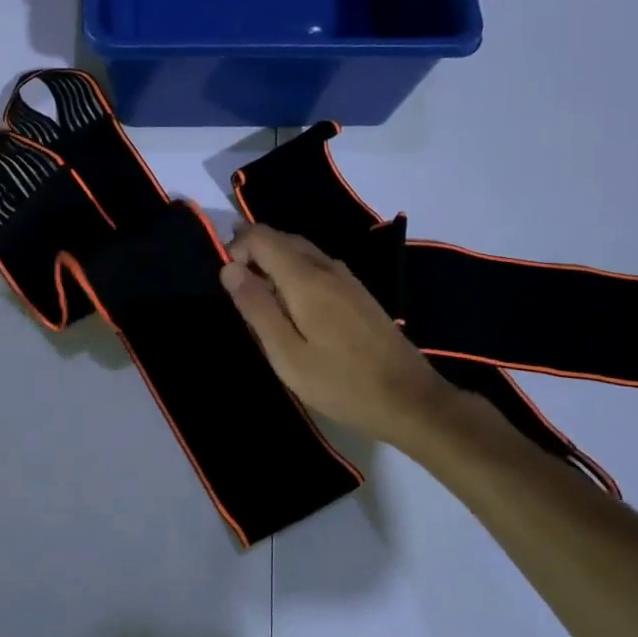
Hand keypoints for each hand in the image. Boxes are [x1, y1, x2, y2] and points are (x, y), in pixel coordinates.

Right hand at [222, 224, 475, 457]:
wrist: (409, 400)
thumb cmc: (341, 382)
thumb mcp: (287, 355)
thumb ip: (257, 308)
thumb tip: (229, 268)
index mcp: (306, 278)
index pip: (261, 237)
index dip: (236, 248)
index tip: (228, 283)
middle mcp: (326, 266)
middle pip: (281, 239)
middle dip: (252, 252)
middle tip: (238, 291)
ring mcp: (346, 278)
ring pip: (300, 251)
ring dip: (273, 262)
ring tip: (259, 300)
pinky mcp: (357, 293)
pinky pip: (316, 265)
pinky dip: (293, 272)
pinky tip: (292, 306)